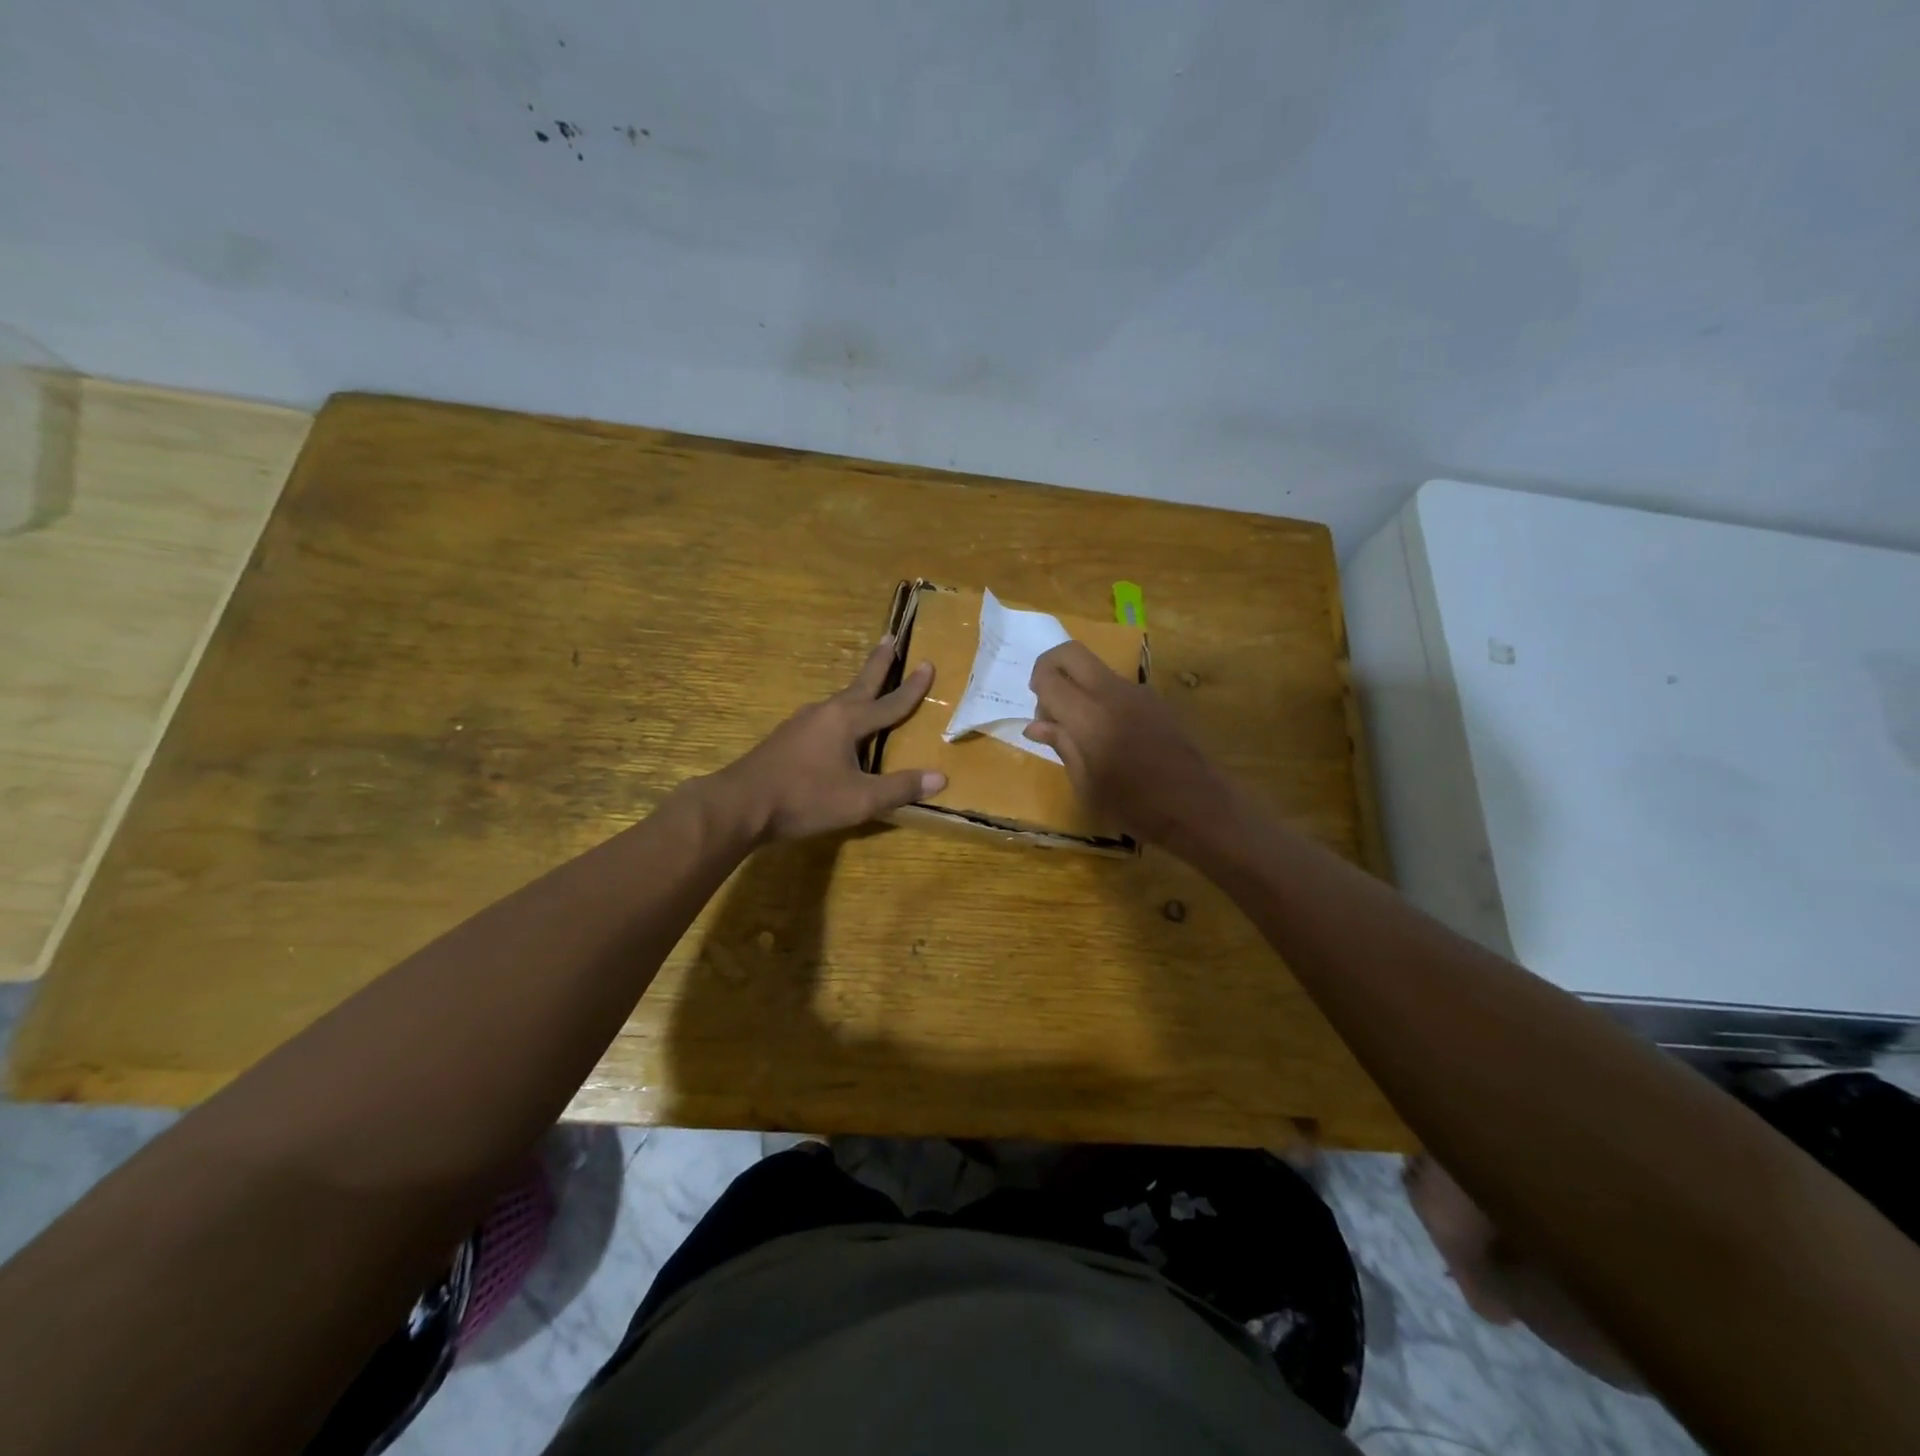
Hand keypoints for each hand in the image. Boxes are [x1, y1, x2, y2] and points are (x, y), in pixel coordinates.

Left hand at [709, 639, 945, 842]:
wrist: (741, 804)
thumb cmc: (805, 798)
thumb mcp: (860, 799)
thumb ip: (900, 788)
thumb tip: (941, 778)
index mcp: (847, 721)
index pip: (889, 702)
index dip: (912, 687)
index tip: (928, 663)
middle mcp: (826, 713)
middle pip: (860, 684)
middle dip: (878, 663)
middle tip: (889, 638)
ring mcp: (802, 723)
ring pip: (839, 701)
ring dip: (857, 689)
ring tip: (868, 687)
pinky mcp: (786, 738)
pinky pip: (823, 717)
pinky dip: (840, 713)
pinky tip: (836, 727)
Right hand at [1023, 640, 1230, 845]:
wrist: (1199, 808)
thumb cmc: (1136, 807)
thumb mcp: (1087, 786)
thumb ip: (1062, 746)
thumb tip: (1037, 726)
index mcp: (1089, 717)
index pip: (1049, 678)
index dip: (1036, 691)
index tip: (1041, 720)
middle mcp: (1112, 693)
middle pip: (1071, 653)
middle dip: (1050, 668)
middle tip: (1049, 703)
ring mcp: (1138, 692)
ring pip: (1095, 668)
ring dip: (1078, 685)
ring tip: (1082, 730)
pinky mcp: (1156, 700)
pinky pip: (1117, 686)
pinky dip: (1101, 698)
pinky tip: (1111, 736)